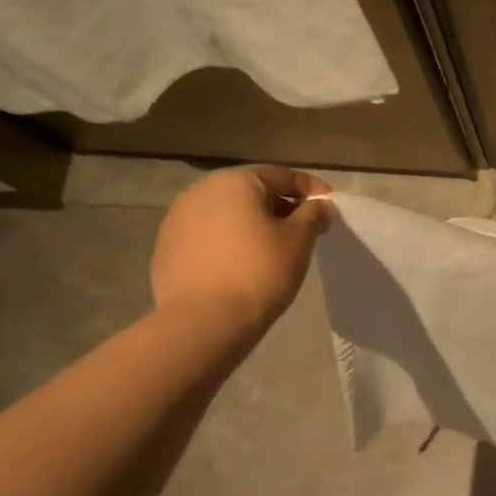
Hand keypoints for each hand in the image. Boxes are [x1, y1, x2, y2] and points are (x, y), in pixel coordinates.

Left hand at [149, 166, 330, 335]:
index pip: (281, 175)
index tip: (329, 206)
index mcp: (234, 182)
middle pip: (251, 192)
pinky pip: (208, 236)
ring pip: (227, 214)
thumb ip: (313, 214)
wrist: (205, 320)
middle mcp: (200, 191)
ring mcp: (177, 220)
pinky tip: (243, 265)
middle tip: (304, 228)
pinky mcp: (166, 249)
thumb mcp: (299, 239)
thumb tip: (319, 206)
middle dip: (280, 206)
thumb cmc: (260, 270)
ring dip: (253, 224)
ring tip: (274, 248)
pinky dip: (230, 243)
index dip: (310, 189)